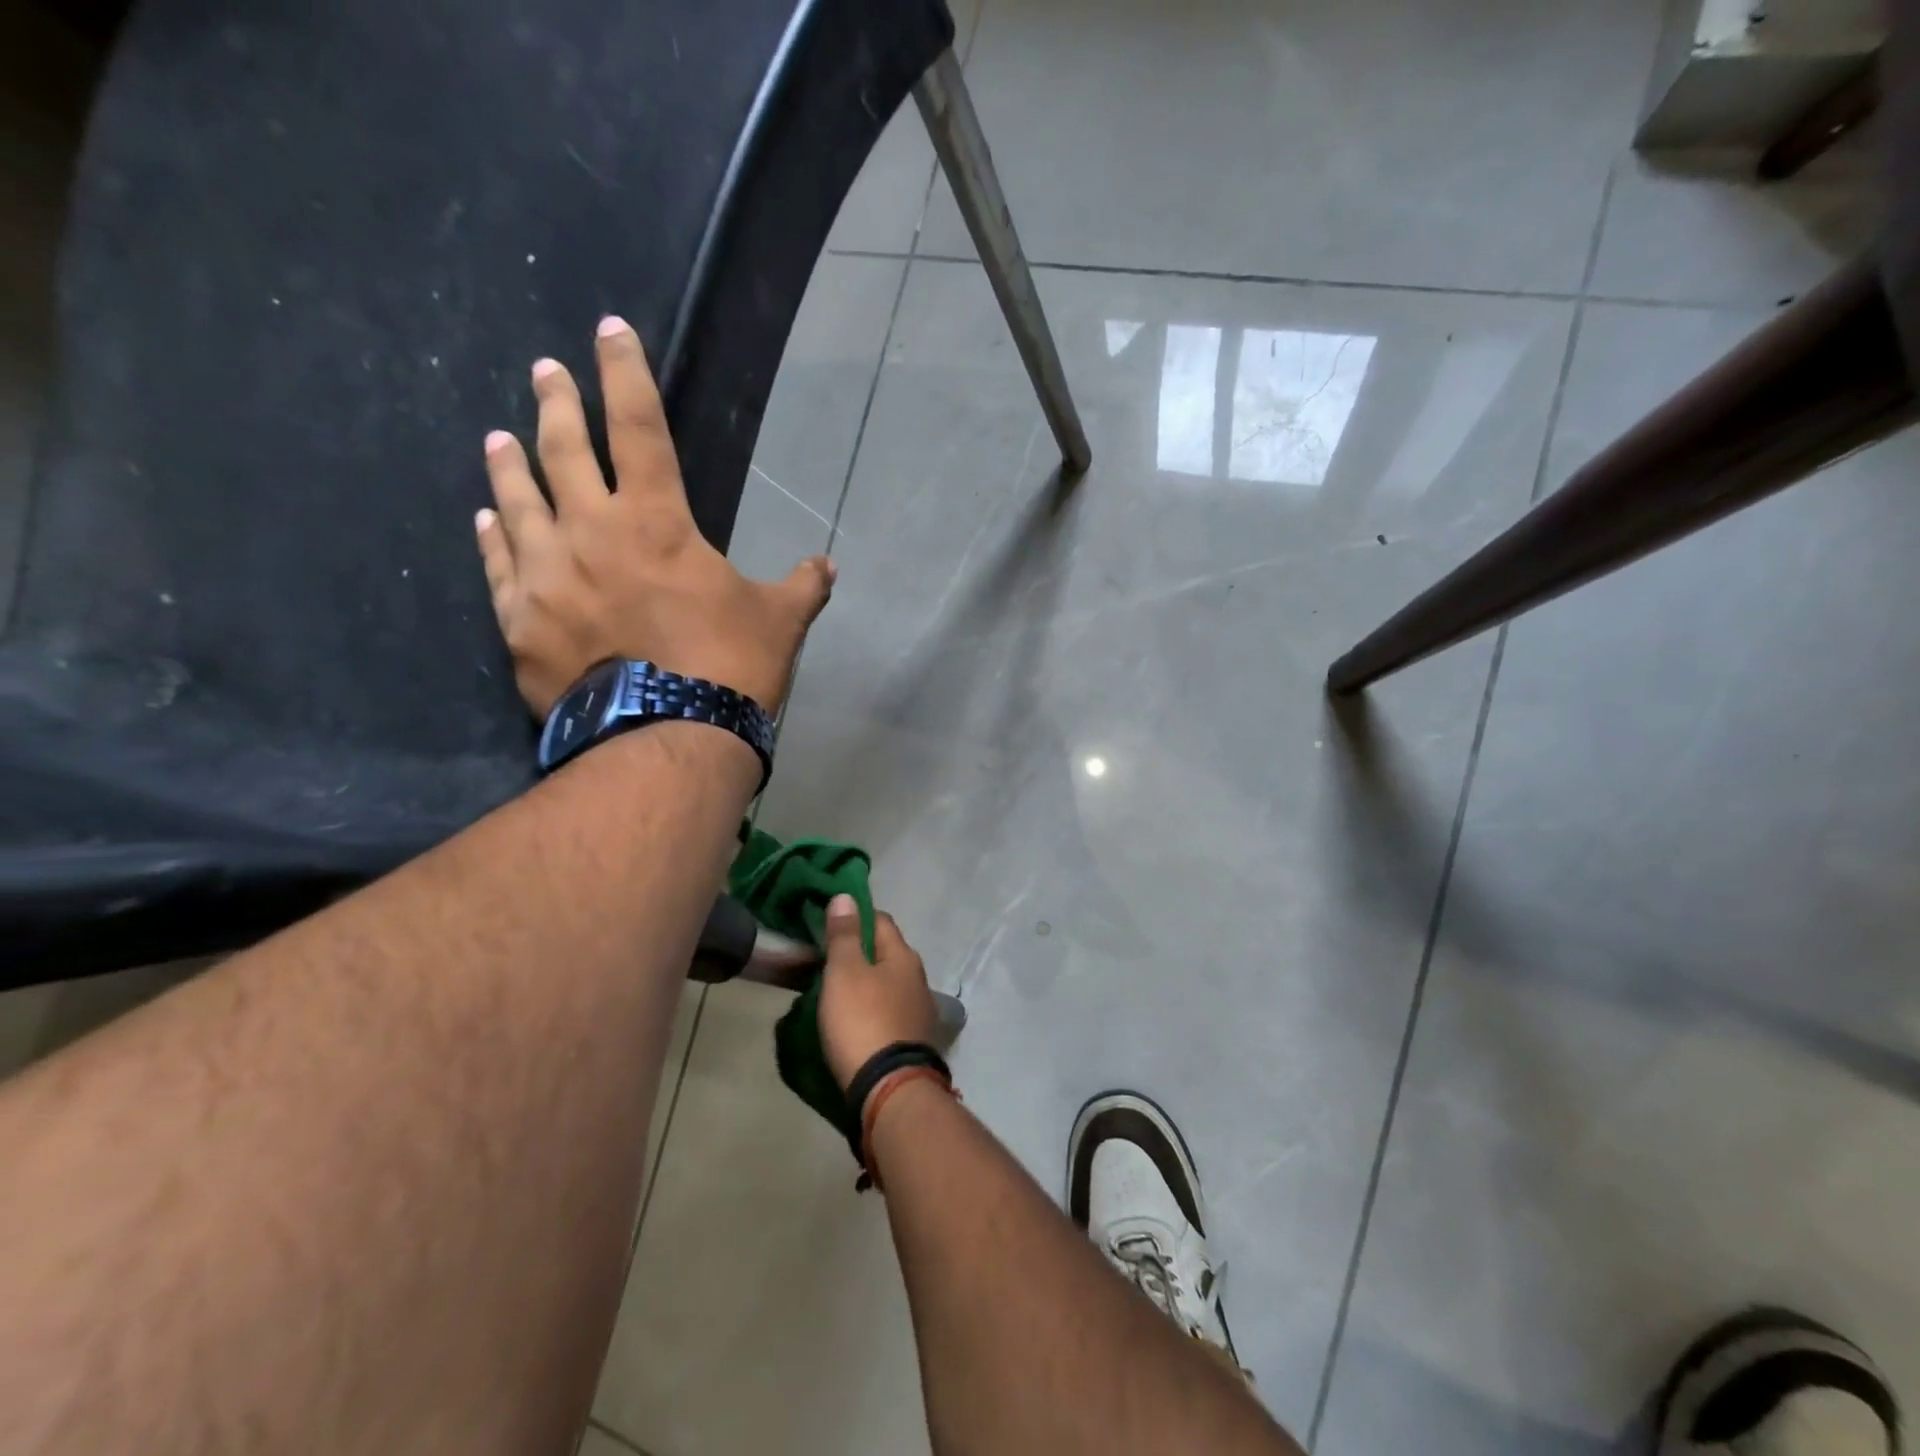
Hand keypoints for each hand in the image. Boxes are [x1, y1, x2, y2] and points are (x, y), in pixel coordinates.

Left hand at [476, 316, 834, 716]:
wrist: (669, 736)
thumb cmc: (729, 667)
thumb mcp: (779, 621)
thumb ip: (801, 586)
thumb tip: (827, 566)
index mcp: (658, 522)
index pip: (641, 427)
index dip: (627, 373)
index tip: (609, 329)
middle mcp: (591, 532)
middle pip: (564, 449)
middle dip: (557, 403)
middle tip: (545, 372)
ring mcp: (546, 575)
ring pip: (518, 501)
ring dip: (510, 463)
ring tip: (499, 437)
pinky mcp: (519, 621)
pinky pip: (497, 566)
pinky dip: (491, 538)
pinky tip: (485, 519)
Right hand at [818, 895, 936, 1090]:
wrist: (890, 1089)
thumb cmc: (863, 1020)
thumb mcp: (844, 972)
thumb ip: (844, 935)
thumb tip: (846, 897)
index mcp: (903, 956)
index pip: (880, 921)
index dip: (856, 917)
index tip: (830, 923)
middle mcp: (918, 978)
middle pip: (886, 953)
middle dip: (860, 953)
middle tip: (826, 960)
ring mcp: (919, 1011)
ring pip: (888, 985)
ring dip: (866, 984)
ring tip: (835, 992)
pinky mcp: (914, 1041)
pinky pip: (889, 1013)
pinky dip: (872, 1010)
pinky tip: (854, 1021)